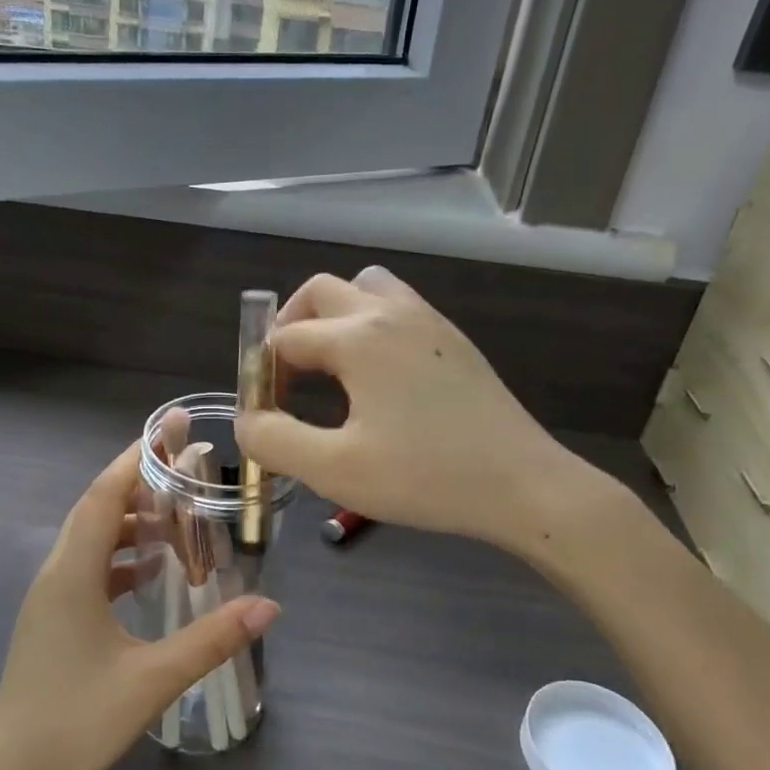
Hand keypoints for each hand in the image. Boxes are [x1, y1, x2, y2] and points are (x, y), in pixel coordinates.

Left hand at [0, 442, 278, 769]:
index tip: (171, 429)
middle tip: (187, 465)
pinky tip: (151, 570)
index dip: (138, 457)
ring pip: (91, 537)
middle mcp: (56, 572)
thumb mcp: (152, 680)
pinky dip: (121, 554)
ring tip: (178, 514)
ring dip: (131, 519)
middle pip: (97, 507)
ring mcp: (50, 596)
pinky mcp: (53, 617)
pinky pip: (89, 566)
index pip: (104, 494)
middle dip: (140, 480)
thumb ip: (212, 639)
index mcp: (72, 573)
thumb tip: (269, 605)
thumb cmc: (76, 723)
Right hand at [237, 268, 631, 562]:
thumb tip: (247, 420)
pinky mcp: (453, 340)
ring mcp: (428, 321)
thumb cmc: (424, 476)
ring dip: (336, 313)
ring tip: (331, 364)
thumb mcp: (335, 469)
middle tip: (287, 376)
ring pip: (366, 286)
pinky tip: (379, 375)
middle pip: (321, 291)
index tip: (264, 411)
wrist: (522, 484)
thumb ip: (275, 441)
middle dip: (292, 325)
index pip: (287, 339)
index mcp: (357, 337)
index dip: (264, 372)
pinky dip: (372, 322)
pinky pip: (399, 306)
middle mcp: (390, 312)